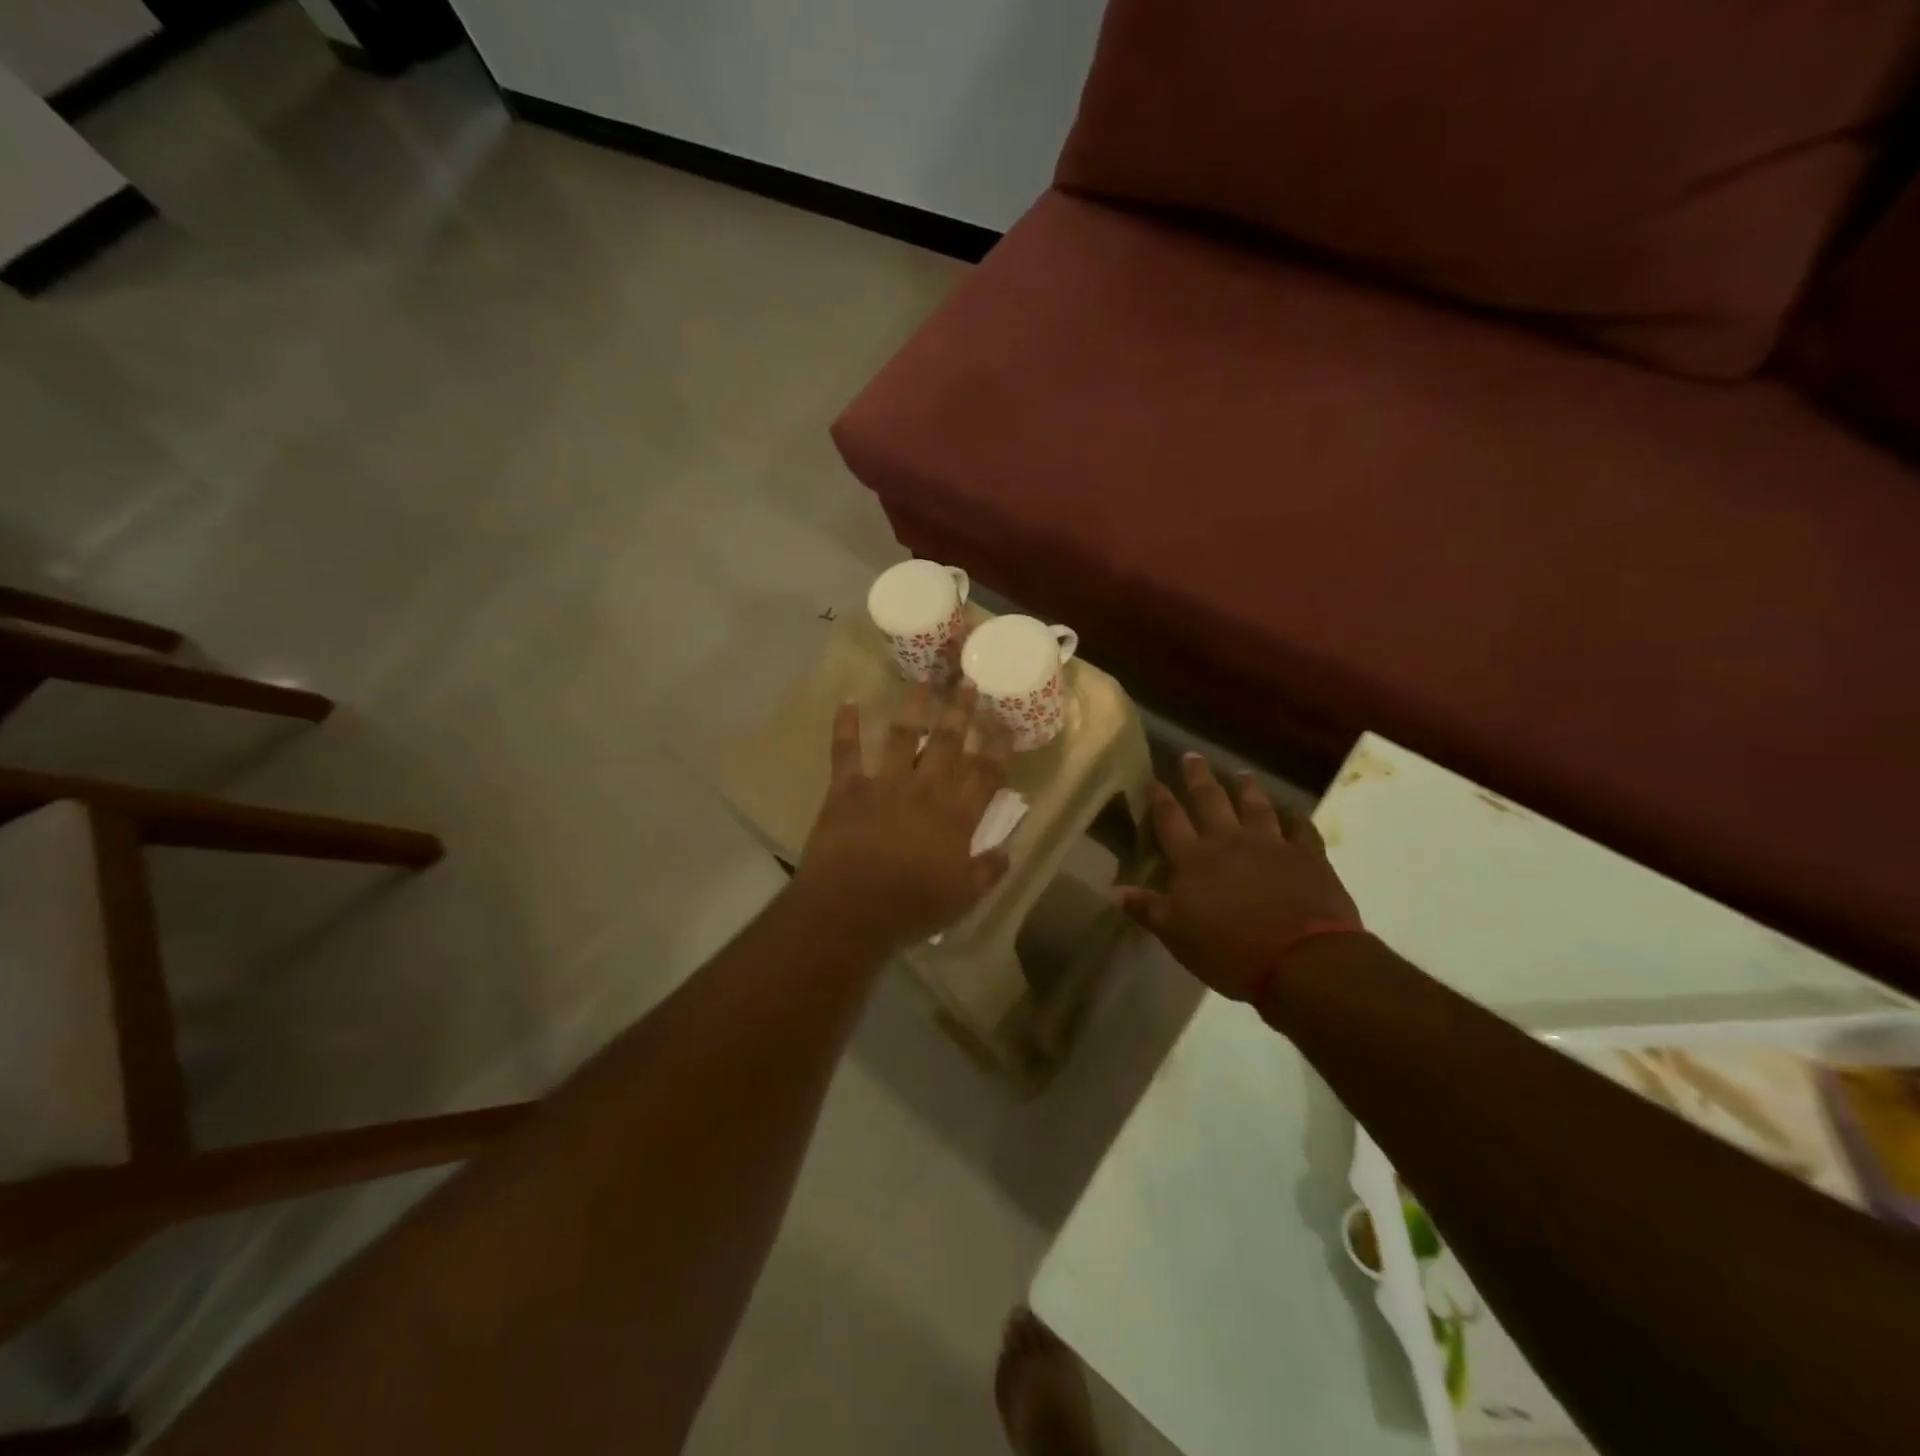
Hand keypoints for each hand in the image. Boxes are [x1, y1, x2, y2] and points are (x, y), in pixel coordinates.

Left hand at [794, 683, 1013, 950]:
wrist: (851, 908)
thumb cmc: (911, 906)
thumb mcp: (963, 898)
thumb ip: (988, 872)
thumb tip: (1007, 852)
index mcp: (956, 815)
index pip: (985, 773)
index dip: (998, 747)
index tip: (1006, 724)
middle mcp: (925, 789)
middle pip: (948, 742)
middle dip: (960, 711)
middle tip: (969, 682)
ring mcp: (885, 783)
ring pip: (902, 735)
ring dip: (914, 706)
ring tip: (923, 679)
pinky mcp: (848, 788)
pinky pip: (846, 750)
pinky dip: (845, 726)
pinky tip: (847, 701)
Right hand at [1120, 753, 1361, 1001]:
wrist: (1302, 959)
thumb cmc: (1229, 949)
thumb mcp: (1177, 935)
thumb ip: (1147, 908)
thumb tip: (1113, 890)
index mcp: (1194, 859)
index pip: (1170, 820)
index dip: (1160, 798)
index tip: (1153, 780)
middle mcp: (1230, 841)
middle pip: (1210, 800)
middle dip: (1198, 777)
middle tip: (1192, 755)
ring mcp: (1271, 844)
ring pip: (1256, 805)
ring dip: (1247, 787)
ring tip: (1241, 772)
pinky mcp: (1307, 856)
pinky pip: (1301, 827)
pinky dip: (1295, 816)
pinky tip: (1292, 809)